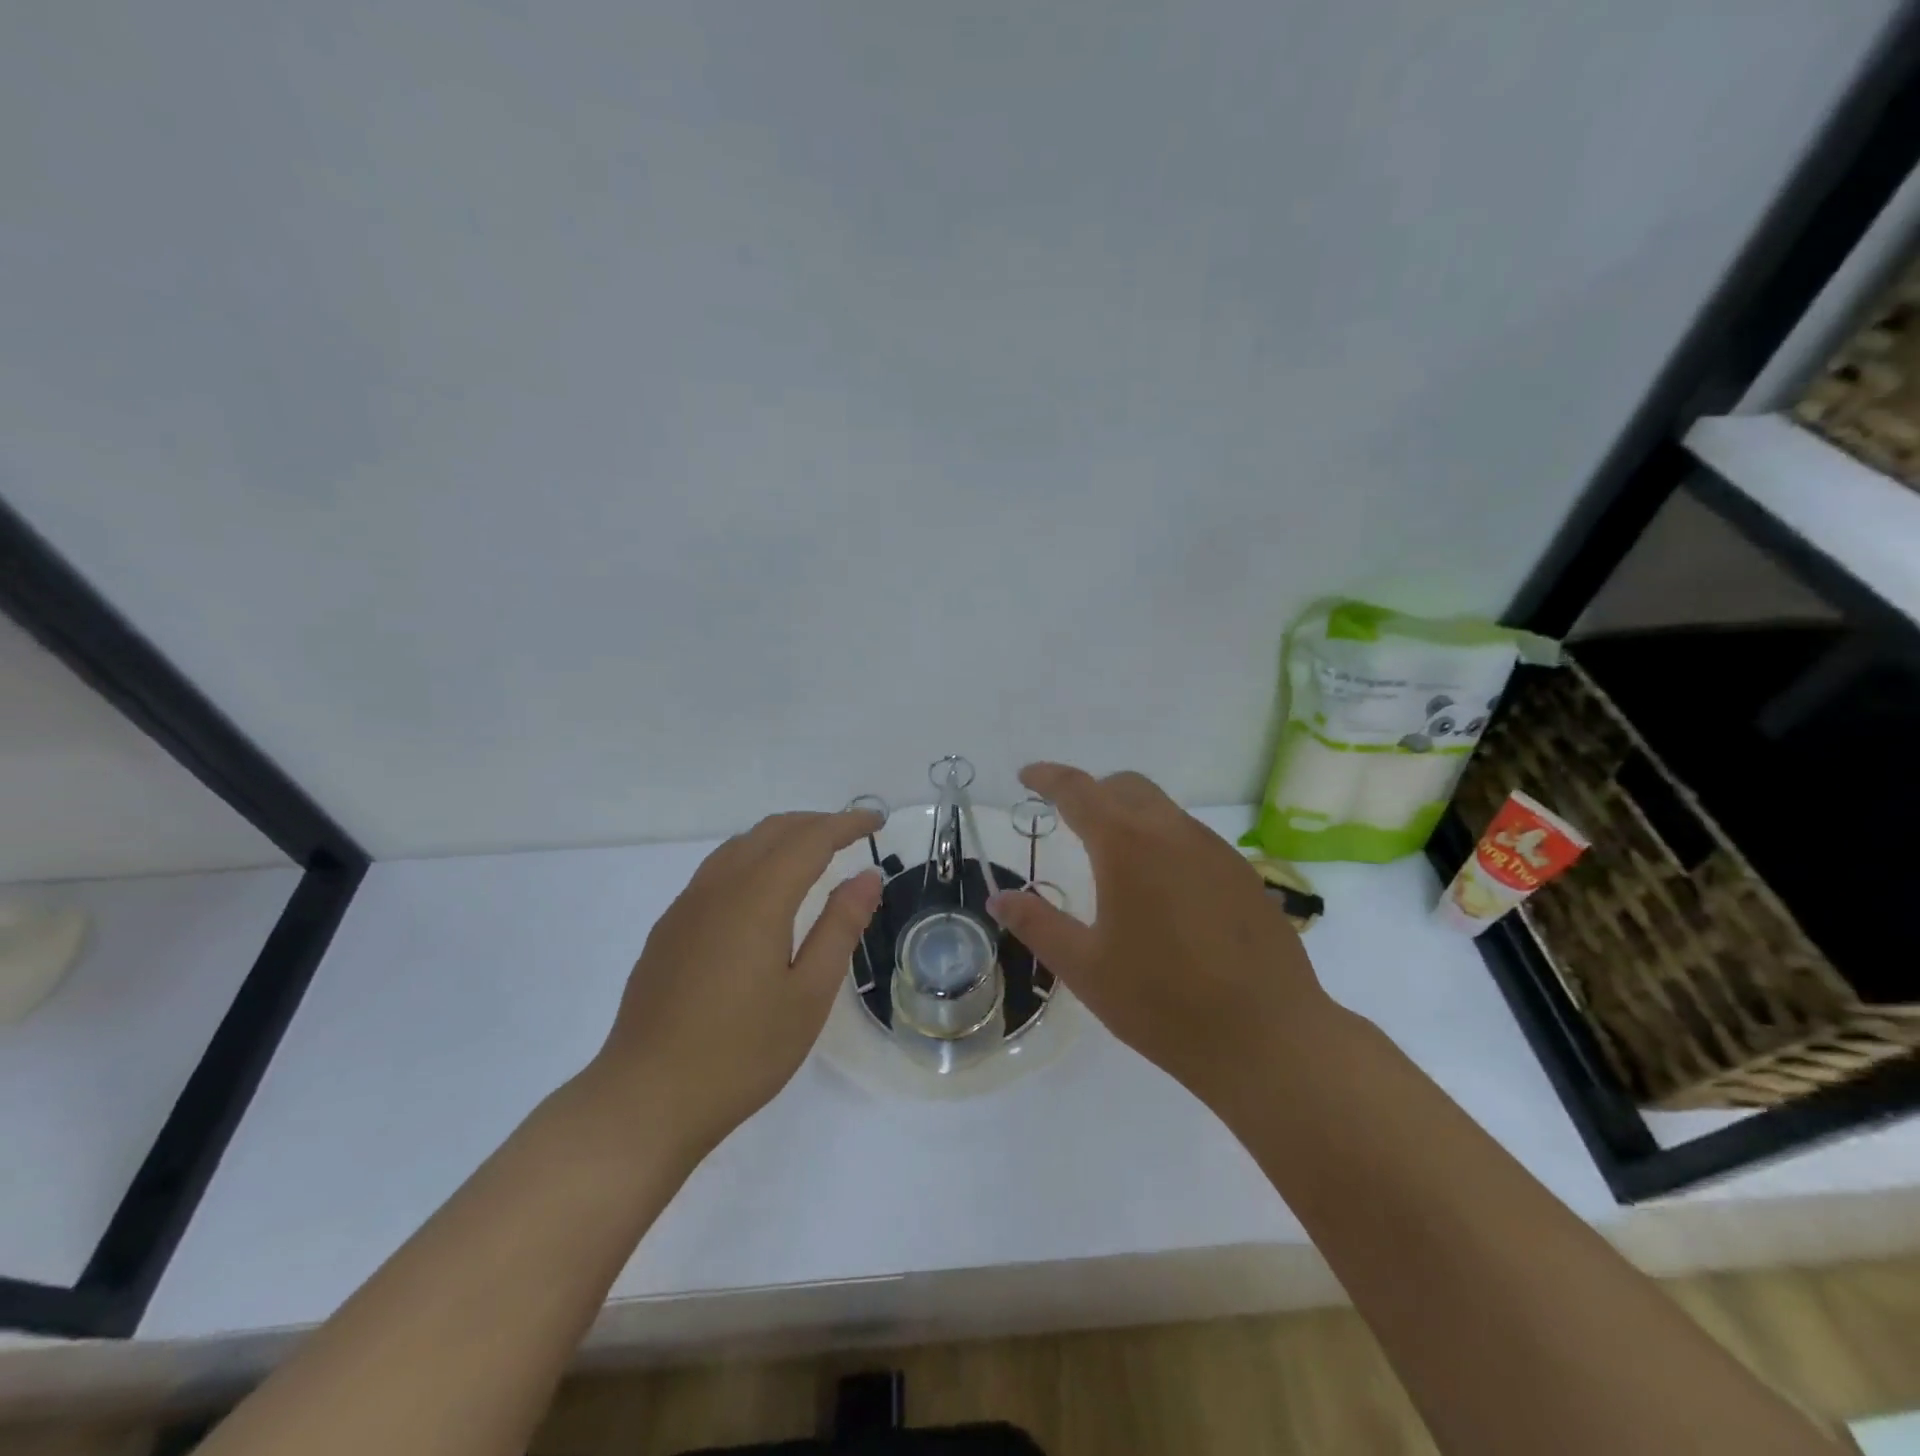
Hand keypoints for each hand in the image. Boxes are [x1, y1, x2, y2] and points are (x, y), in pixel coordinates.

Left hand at [588, 810, 882, 1158]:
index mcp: (757, 899)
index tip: (876, 820)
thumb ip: (840, 927)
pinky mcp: (669, 929)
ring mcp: (686, 906)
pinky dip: (753, 858)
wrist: (645, 1100)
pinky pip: (717, 870)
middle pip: (772, 831)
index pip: (810, 839)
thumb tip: (867, 877)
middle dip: (816, 823)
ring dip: (782, 837)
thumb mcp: (809, 995)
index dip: (846, 824)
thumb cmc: (741, 1053)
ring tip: (813, 854)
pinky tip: (763, 891)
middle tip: (852, 834)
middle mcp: (718, 888)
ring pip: (740, 846)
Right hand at [986, 763, 1333, 1110]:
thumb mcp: (1086, 968)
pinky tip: (1164, 894)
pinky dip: (1164, 843)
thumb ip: (1037, 924)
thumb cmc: (1162, 1003)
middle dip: (1092, 792)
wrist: (1268, 1038)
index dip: (1048, 777)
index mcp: (1126, 846)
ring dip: (1131, 817)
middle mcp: (1173, 832)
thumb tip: (998, 898)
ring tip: (1114, 862)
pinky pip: (1192, 839)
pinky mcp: (1244, 874)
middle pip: (1125, 787)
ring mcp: (1215, 850)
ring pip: (1163, 810)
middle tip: (1068, 819)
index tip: (1027, 776)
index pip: (1078, 790)